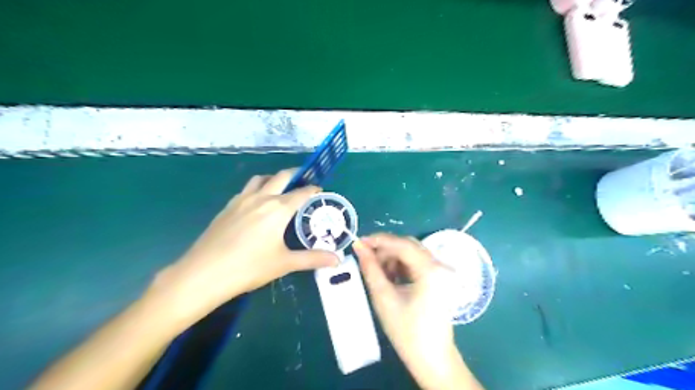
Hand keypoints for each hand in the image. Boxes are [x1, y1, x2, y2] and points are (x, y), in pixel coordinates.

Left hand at [147, 169, 337, 323]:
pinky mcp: (227, 207)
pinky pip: (247, 189)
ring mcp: (241, 200)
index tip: (320, 191)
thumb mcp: (284, 263)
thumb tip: (337, 260)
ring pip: (261, 179)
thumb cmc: (249, 267)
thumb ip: (313, 258)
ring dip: (274, 179)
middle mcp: (261, 198)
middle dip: (295, 175)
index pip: (301, 193)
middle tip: (304, 181)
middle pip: (281, 177)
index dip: (313, 190)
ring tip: (280, 189)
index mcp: (278, 209)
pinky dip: (257, 189)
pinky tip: (257, 204)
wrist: (204, 274)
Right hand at [356, 235, 481, 389]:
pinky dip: (400, 266)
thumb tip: (359, 246)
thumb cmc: (406, 331)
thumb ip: (370, 268)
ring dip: (392, 258)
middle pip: (408, 246)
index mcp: (430, 270)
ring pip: (411, 253)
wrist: (431, 358)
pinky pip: (415, 263)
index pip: (402, 244)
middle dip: (385, 250)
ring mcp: (441, 271)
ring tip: (377, 273)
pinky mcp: (438, 278)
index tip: (359, 242)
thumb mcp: (383, 297)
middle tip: (365, 258)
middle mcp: (439, 265)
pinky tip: (390, 278)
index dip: (378, 240)